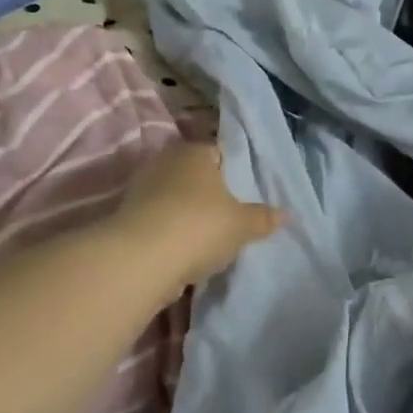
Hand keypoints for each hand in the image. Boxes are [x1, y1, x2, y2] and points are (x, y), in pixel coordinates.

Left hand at [113, 142, 282, 289]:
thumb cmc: (199, 227)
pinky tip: (188, 249)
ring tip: (212, 236)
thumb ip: (264, 217)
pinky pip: (161, 219)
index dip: (237, 170)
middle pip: (197, 174)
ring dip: (190, 213)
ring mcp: (142, 188)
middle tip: (234, 214)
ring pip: (176, 197)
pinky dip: (173, 230)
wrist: (140, 261)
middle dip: (212, 192)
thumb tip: (285, 214)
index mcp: (195, 151)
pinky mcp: (128, 216)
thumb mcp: (243, 225)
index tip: (249, 191)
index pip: (221, 151)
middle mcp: (166, 161)